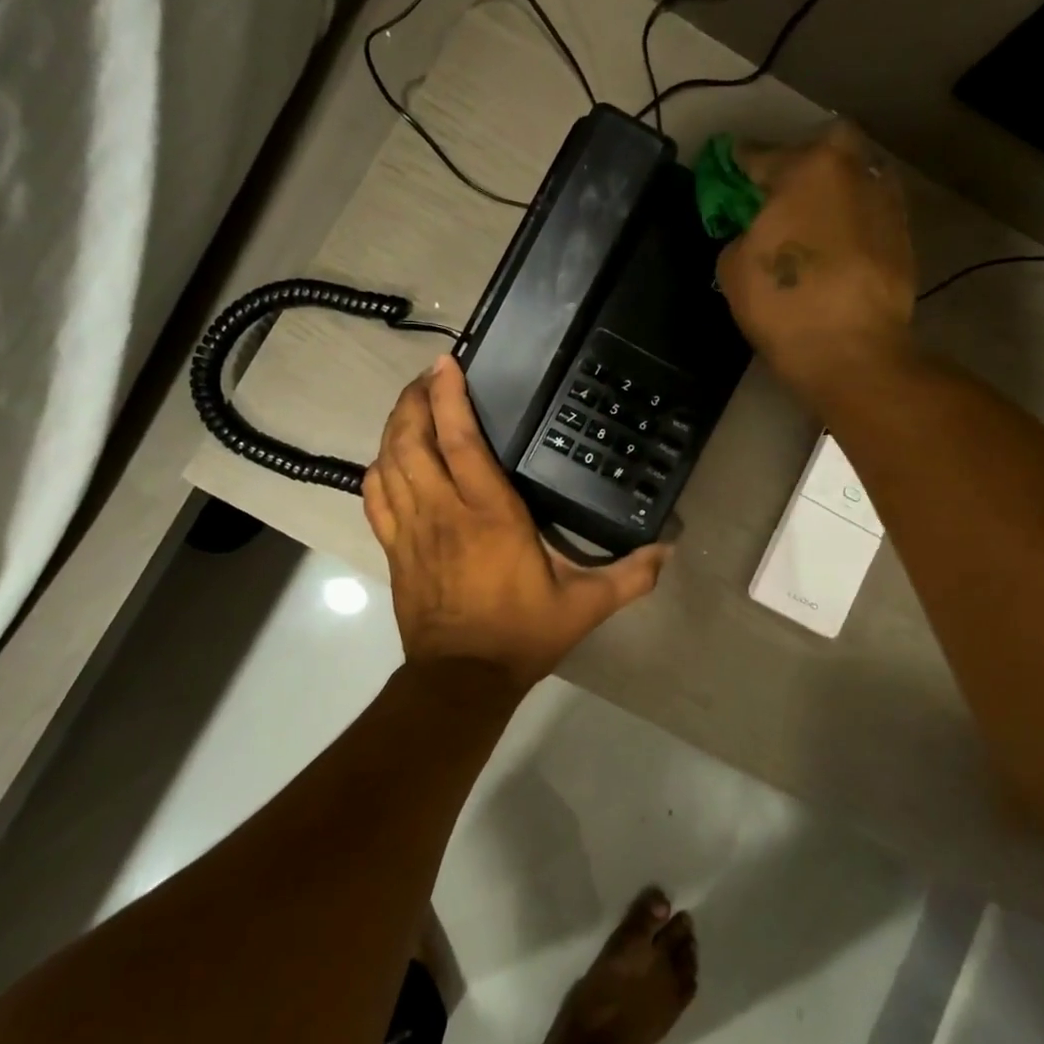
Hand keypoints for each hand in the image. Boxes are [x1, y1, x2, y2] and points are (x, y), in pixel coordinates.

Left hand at [363, 356, 669, 693]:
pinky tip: (387, 459)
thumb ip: (630, 576)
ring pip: (389, 462)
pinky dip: (377, 470)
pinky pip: (374, 498)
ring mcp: (412, 529)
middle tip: (427, 378)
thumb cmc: (522, 634)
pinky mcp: (394, 549)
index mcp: (489, 513)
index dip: (448, 397)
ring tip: (409, 406)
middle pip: (412, 440)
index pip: (460, 440)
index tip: (445, 364)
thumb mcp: (585, 605)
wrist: (462, 679)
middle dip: (413, 400)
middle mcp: (444, 511)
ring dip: (394, 427)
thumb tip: (670, 551)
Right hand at [717, 121, 918, 399]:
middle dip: (802, 163)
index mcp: (807, 168)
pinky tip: (838, 248)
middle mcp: (854, 171)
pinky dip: (853, 223)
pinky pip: (870, 215)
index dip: (739, 164)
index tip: (729, 170)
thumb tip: (754, 233)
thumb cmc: (784, 303)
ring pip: (855, 179)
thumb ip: (740, 235)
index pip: (760, 155)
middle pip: (825, 149)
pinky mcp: (905, 237)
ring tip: (814, 222)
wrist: (852, 352)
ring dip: (835, 191)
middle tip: (783, 194)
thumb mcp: (734, 268)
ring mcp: (887, 202)